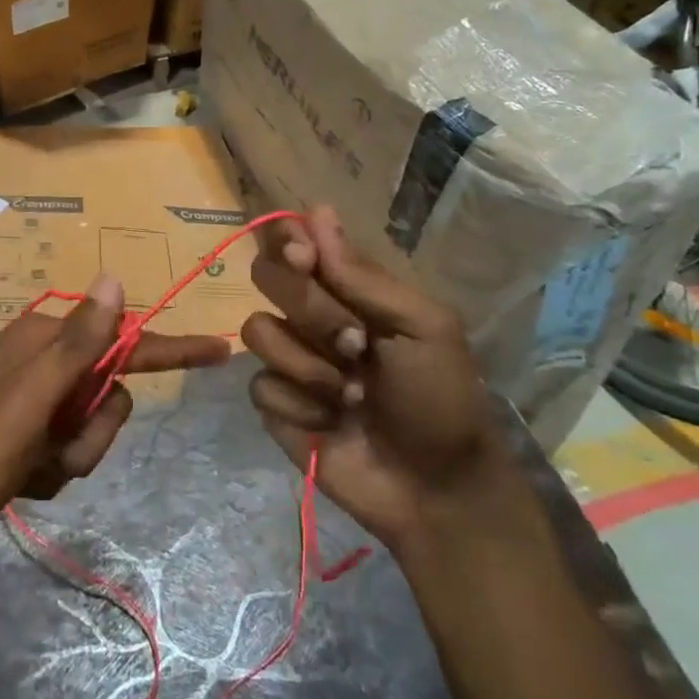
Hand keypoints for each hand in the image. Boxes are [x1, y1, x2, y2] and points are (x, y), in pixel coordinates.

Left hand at [0, 275, 230, 553]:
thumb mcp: (28, 399)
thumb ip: (78, 342)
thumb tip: (115, 277)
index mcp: (46, 342)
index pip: (126, 341)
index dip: (174, 348)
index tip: (222, 349)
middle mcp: (41, 360)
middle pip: (109, 397)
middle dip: (92, 434)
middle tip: (52, 451)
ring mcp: (29, 398)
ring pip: (88, 430)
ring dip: (68, 458)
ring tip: (27, 468)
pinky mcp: (19, 431)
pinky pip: (62, 453)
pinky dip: (47, 472)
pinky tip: (15, 478)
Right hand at [242, 207, 525, 553]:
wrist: (436, 488)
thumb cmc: (440, 398)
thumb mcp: (421, 327)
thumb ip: (361, 276)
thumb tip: (316, 211)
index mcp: (347, 288)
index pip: (294, 240)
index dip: (286, 240)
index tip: (303, 257)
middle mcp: (309, 314)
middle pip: (266, 276)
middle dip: (310, 310)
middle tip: (356, 342)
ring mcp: (289, 358)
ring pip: (258, 330)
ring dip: (309, 365)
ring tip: (352, 395)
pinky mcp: (274, 403)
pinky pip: (260, 384)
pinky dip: (299, 406)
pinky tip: (330, 425)